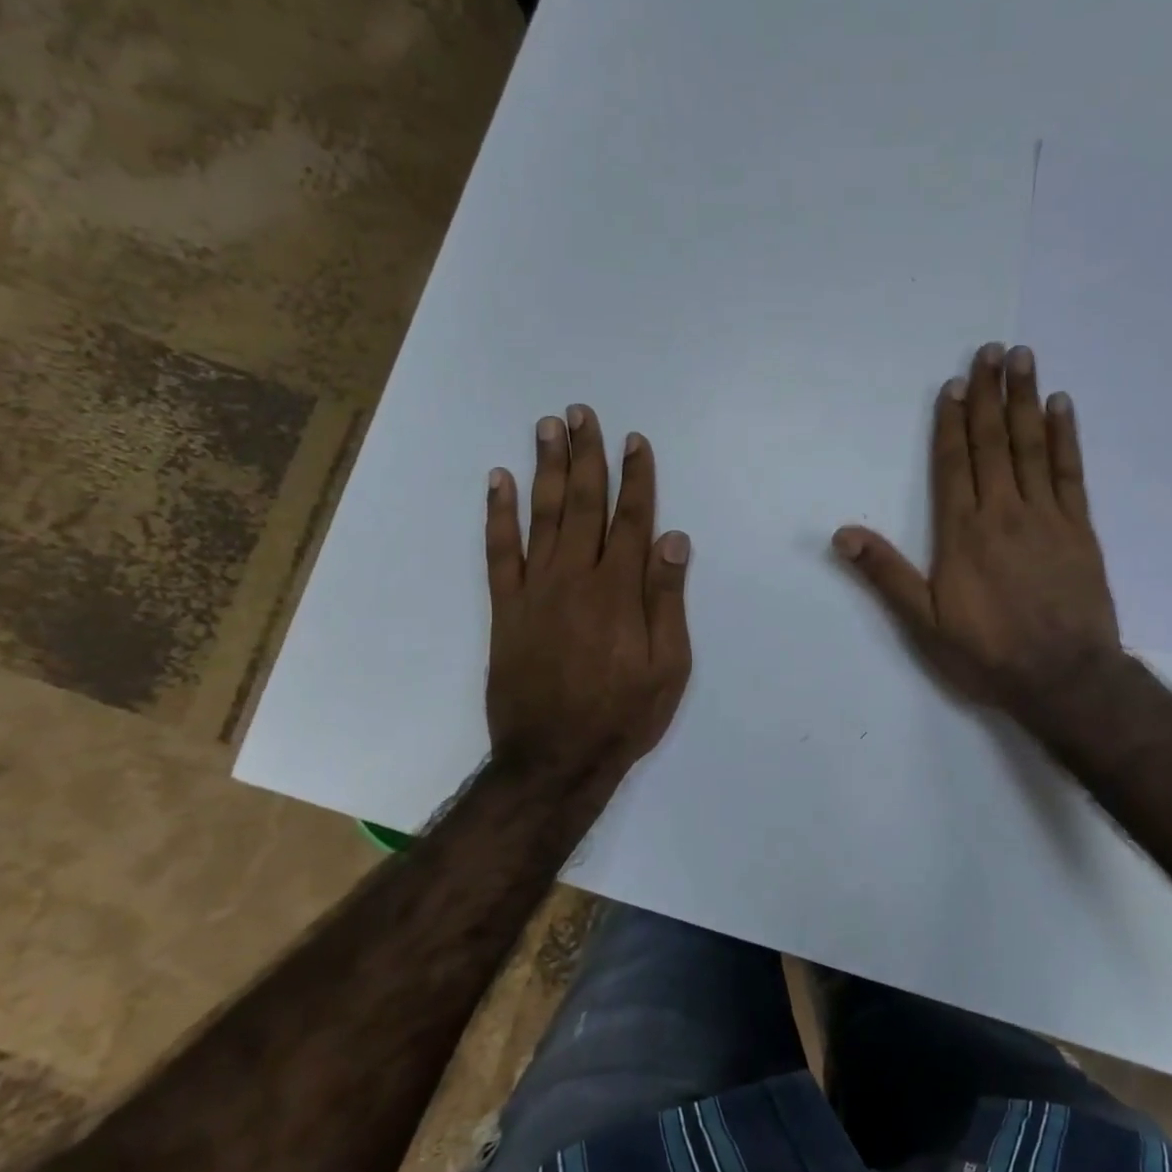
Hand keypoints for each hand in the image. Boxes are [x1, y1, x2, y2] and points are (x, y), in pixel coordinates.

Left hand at [484, 405, 691, 776]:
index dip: (636, 478)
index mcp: (620, 592)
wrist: (554, 758)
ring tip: (547, 427)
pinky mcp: (506, 609)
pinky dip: (497, 514)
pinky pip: (499, 552)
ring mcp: (536, 590)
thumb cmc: (623, 715)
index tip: (635, 441)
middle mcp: (577, 578)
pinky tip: (497, 480)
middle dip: (586, 456)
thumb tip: (674, 540)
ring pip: (541, 516)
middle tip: (582, 413)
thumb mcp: (669, 667)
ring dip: (545, 468)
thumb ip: (668, 600)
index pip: (632, 520)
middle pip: (583, 504)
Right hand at [833, 343, 1120, 720]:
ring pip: (1032, 446)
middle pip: (993, 442)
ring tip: (1023, 359)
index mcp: (962, 532)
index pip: (953, 463)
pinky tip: (1062, 406)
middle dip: (989, 394)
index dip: (951, 421)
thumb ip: (885, 575)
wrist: (1064, 678)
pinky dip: (1066, 435)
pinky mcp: (1079, 528)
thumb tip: (842, 534)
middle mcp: (1003, 511)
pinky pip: (1070, 471)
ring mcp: (1046, 516)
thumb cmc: (988, 653)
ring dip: (1025, 400)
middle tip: (992, 350)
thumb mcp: (924, 624)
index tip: (954, 384)